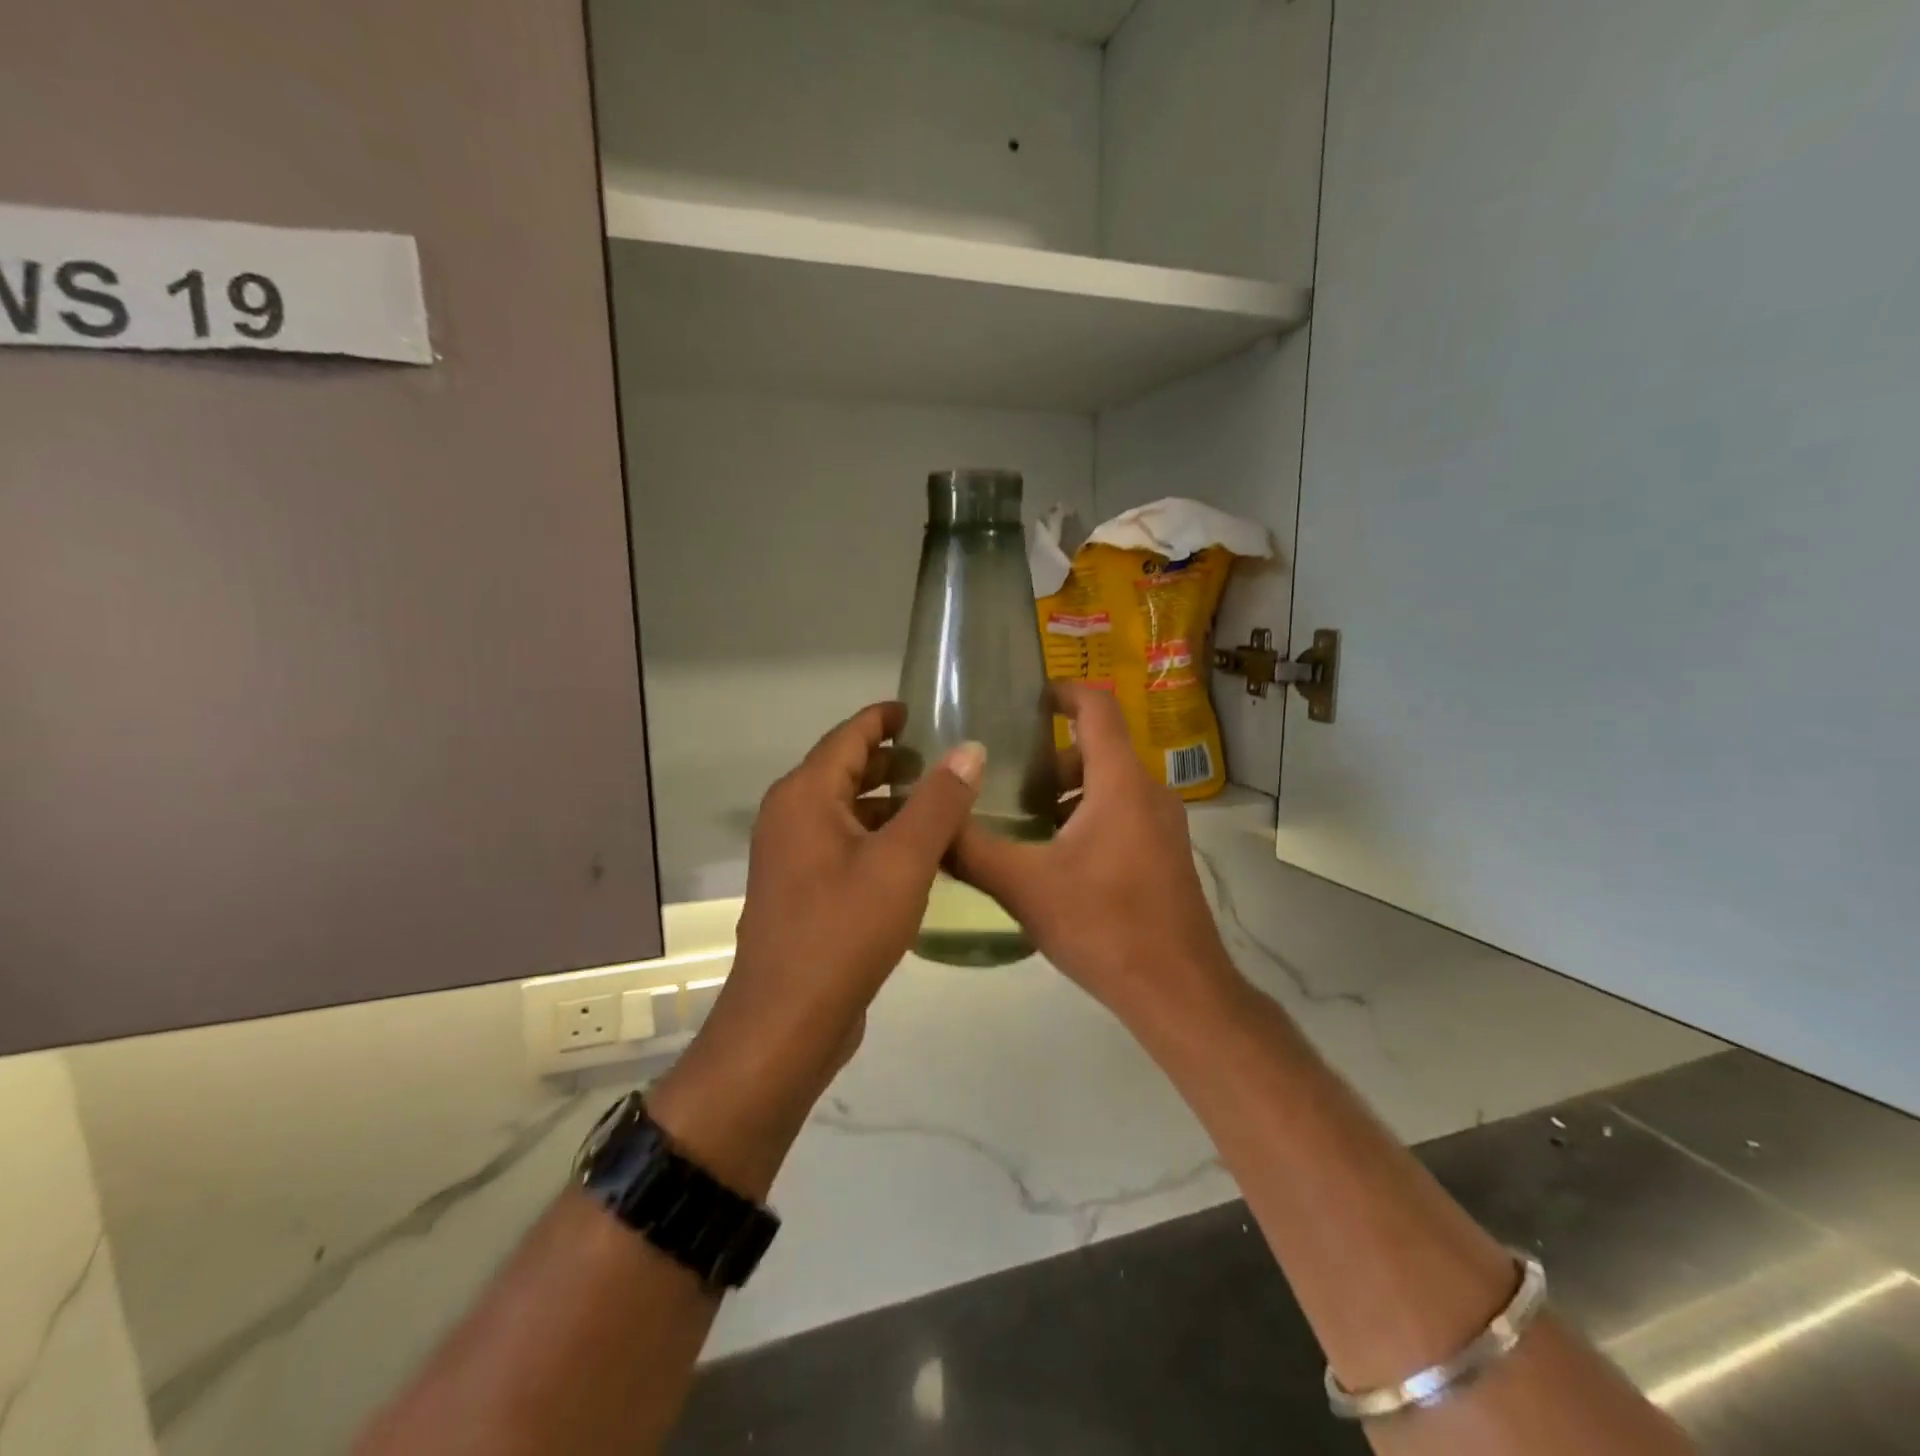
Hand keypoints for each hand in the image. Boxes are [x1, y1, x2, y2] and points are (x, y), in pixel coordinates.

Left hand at [650, 703, 984, 1193]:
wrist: (787, 1023)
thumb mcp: (903, 861)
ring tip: (945, 803)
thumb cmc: (843, 931)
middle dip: (895, 761)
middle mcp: (791, 816)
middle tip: (948, 758)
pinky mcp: (804, 890)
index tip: (926, 709)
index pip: (850, 735)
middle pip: (847, 769)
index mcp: (805, 795)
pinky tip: (921, 855)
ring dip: (892, 803)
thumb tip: (969, 748)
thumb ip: (939, 801)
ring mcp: (794, 856)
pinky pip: (846, 845)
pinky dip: (880, 837)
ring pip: (849, 810)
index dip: (887, 717)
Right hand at [953, 683, 1238, 1028]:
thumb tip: (929, 823)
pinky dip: (1087, 815)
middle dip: (1051, 756)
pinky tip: (1054, 856)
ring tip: (1022, 818)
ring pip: (1110, 784)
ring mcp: (1163, 825)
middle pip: (1099, 748)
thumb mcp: (1024, 887)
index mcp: (1120, 783)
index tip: (1026, 698)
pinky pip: (1122, 813)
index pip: (1098, 709)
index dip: (1063, 691)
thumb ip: (971, 850)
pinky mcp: (1164, 854)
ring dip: (1067, 790)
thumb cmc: (1103, 926)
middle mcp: (1149, 793)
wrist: (1178, 991)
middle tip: (1006, 776)